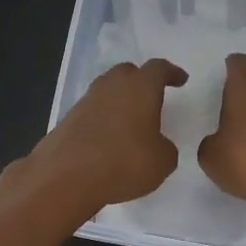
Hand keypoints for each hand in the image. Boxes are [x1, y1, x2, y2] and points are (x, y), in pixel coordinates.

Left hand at [23, 59, 188, 216]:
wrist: (65, 176)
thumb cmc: (123, 162)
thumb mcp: (162, 162)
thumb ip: (165, 147)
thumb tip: (158, 144)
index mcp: (140, 87)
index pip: (159, 69)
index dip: (171, 73)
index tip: (180, 79)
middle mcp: (112, 85)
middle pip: (128, 72)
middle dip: (142, 81)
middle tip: (152, 96)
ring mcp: (87, 100)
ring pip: (108, 90)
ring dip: (120, 99)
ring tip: (131, 120)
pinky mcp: (69, 118)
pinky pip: (93, 110)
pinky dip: (104, 117)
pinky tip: (109, 137)